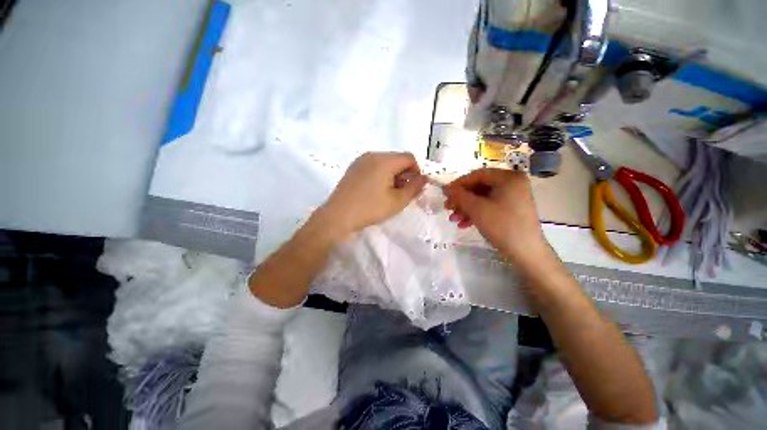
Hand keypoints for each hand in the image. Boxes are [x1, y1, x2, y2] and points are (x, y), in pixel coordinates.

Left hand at [319, 152, 425, 235]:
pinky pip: (374, 167)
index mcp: (384, 160)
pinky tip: (378, 191)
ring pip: (386, 163)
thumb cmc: (369, 209)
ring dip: (394, 176)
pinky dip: (382, 176)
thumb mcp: (397, 201)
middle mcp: (372, 155)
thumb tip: (424, 178)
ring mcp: (360, 161)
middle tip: (404, 193)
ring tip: (391, 194)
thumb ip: (415, 188)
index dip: (418, 171)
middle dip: (406, 174)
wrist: (337, 217)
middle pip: (397, 159)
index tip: (417, 187)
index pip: (410, 158)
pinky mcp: (354, 168)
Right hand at [443, 168, 552, 269]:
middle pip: (479, 187)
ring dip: (466, 208)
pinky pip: (489, 206)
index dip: (458, 184)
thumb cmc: (502, 226)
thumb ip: (459, 195)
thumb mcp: (476, 208)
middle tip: (448, 208)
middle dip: (461, 199)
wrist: (526, 253)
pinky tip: (463, 224)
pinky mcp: (511, 209)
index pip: (477, 175)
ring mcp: (513, 197)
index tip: (445, 193)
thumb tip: (446, 188)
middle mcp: (512, 183)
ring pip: (482, 198)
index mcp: (508, 177)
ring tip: (453, 219)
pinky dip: (476, 213)